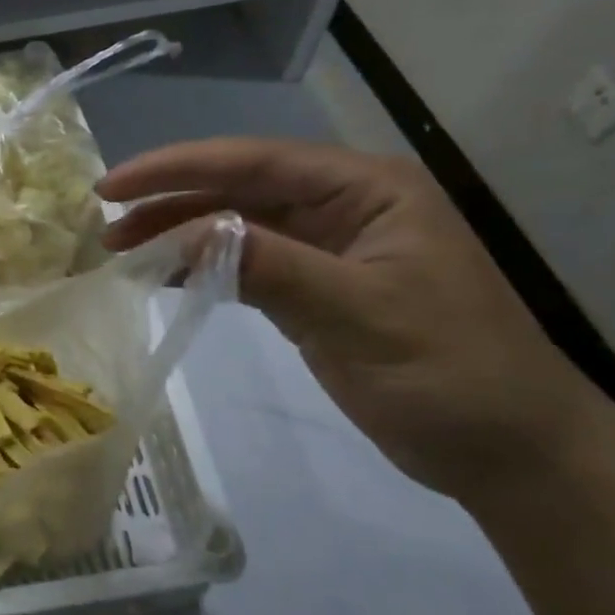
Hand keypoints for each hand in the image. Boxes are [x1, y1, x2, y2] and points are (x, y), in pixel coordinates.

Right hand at [98, 139, 604, 501]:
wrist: (509, 452)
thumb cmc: (451, 373)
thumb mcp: (360, 314)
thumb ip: (271, 265)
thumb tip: (184, 233)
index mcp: (365, 189)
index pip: (254, 162)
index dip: (177, 168)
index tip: (113, 185)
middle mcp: (342, 205)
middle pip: (237, 188)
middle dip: (169, 200)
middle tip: (105, 223)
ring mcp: (326, 246)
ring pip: (234, 223)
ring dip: (178, 232)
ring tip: (119, 247)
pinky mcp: (312, 286)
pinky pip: (244, 261)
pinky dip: (200, 265)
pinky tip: (161, 273)